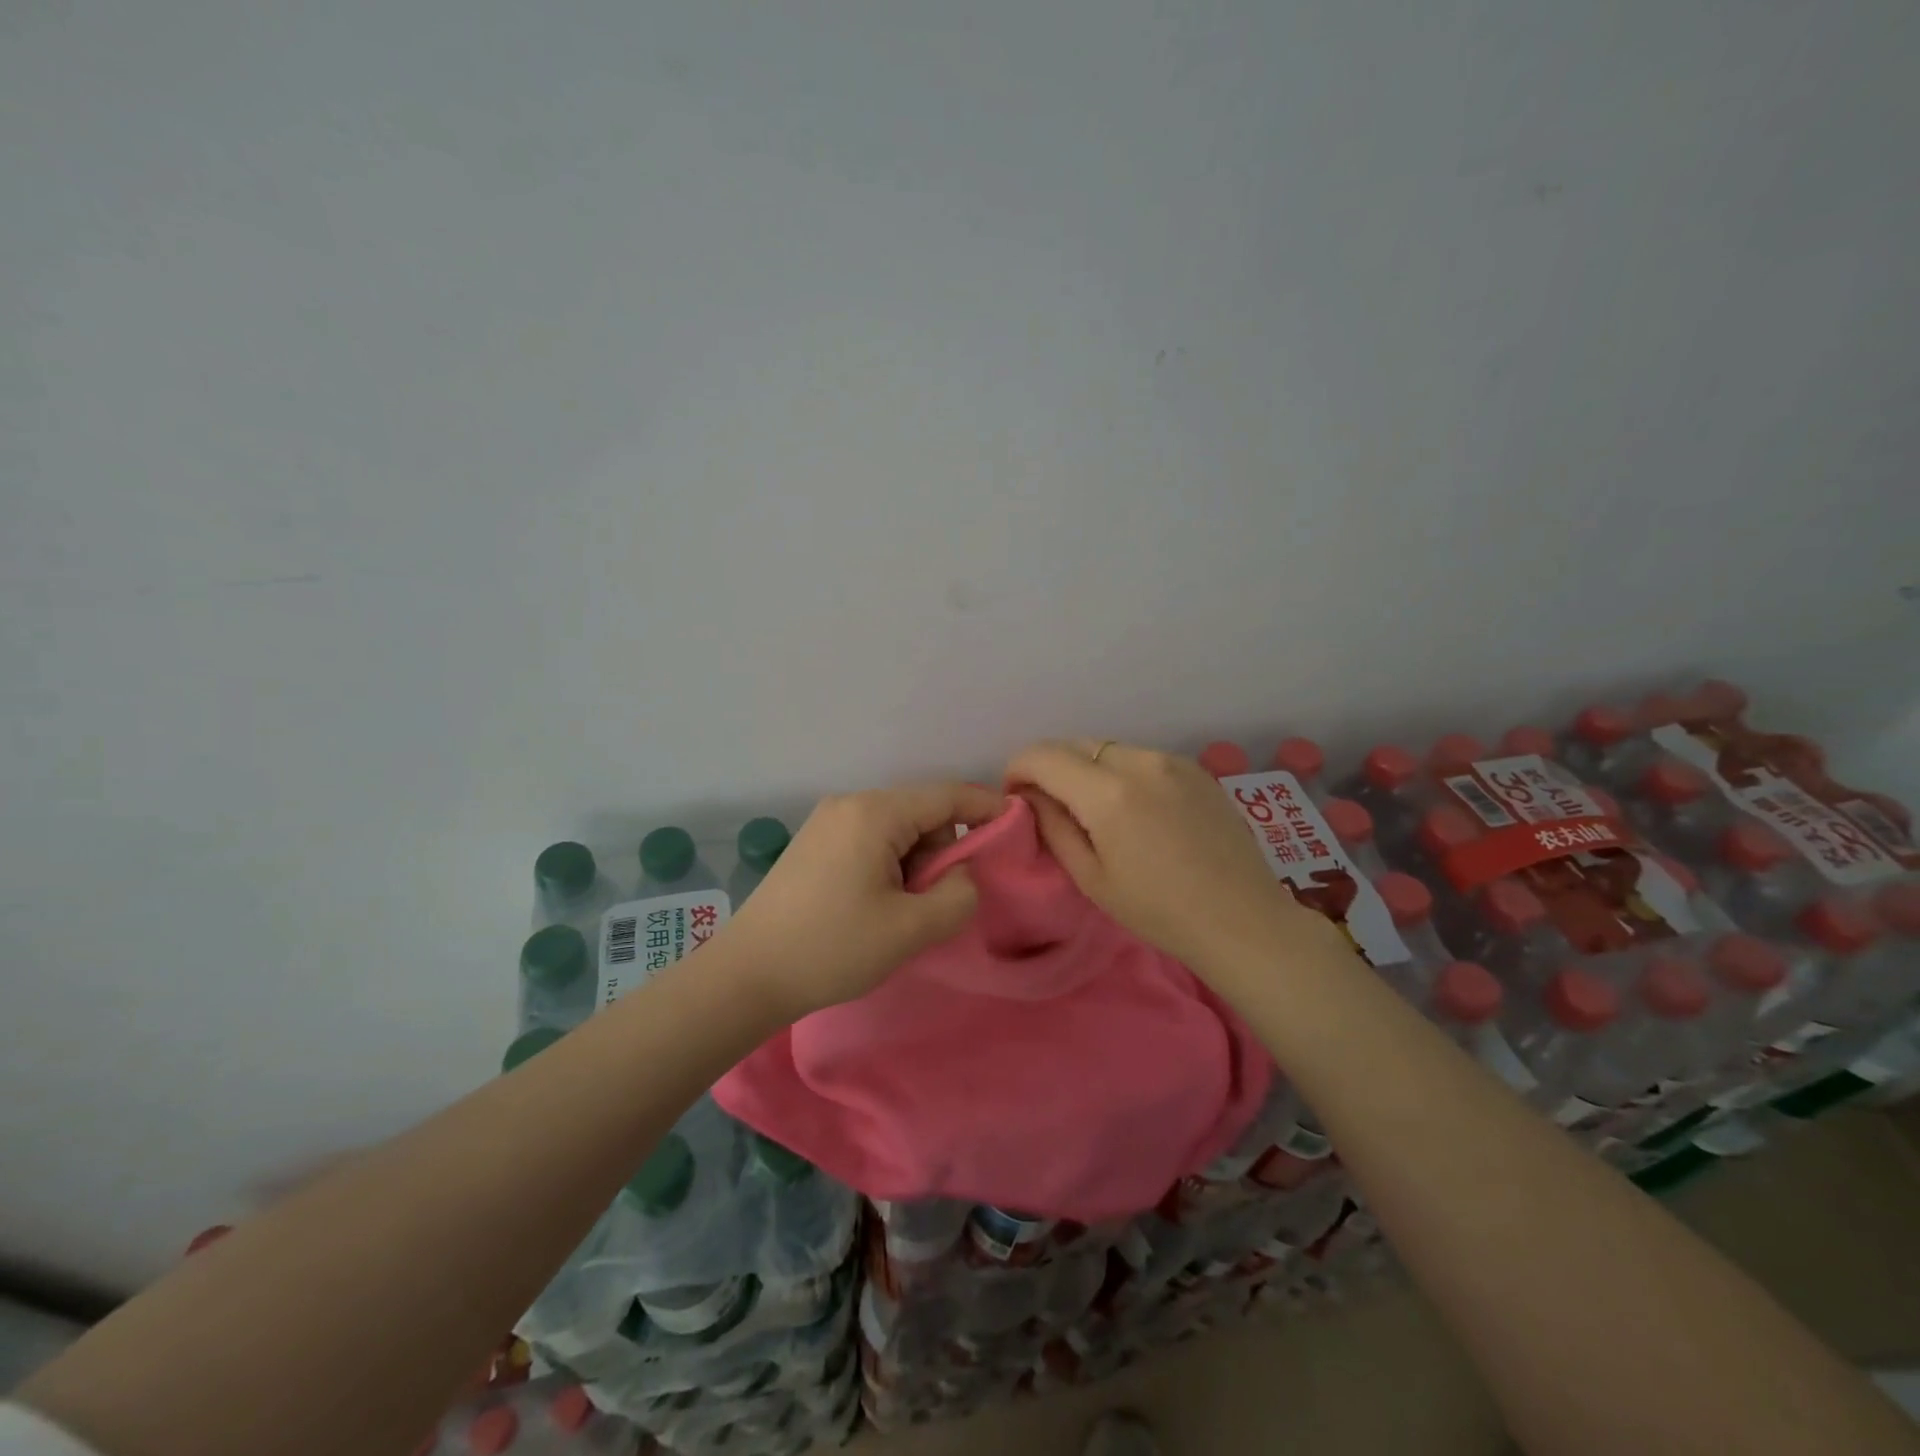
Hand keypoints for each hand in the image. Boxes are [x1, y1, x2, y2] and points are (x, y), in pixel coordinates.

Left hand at [715, 780, 1005, 1019]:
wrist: (747, 975)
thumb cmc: (832, 947)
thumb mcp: (910, 928)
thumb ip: (957, 895)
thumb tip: (963, 874)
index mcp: (875, 813)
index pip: (947, 796)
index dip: (986, 806)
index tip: (1016, 822)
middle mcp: (850, 804)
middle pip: (921, 813)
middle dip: (941, 851)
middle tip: (932, 902)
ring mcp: (827, 821)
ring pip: (896, 829)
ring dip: (913, 863)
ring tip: (898, 912)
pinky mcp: (814, 843)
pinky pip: (870, 840)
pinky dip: (888, 865)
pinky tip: (874, 904)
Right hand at [1005, 740, 1325, 975]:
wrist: (1242, 920)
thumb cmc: (1159, 911)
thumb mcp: (1092, 878)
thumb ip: (1054, 826)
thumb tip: (1030, 796)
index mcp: (1108, 793)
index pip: (1043, 755)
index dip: (1018, 768)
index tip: (1015, 795)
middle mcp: (1140, 762)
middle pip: (1076, 744)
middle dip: (1051, 766)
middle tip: (1048, 803)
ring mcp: (1172, 761)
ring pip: (1109, 748)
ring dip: (1087, 768)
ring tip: (1093, 808)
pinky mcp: (1197, 768)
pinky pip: (1142, 758)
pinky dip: (1121, 772)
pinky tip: (1134, 808)